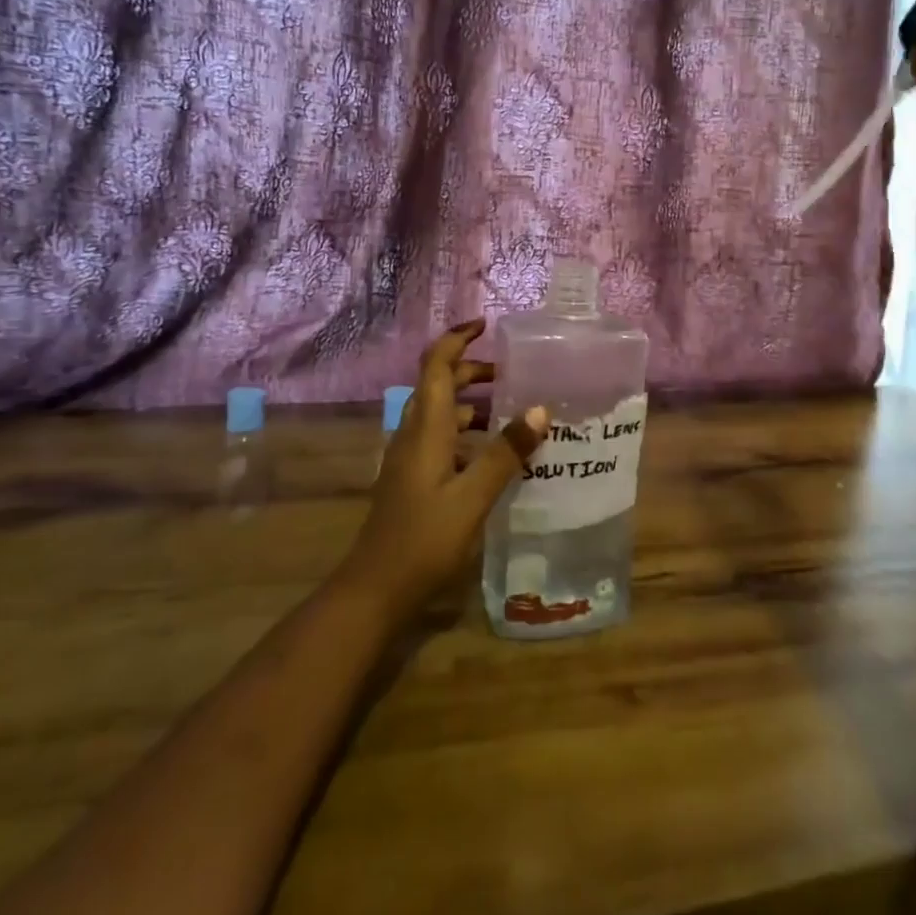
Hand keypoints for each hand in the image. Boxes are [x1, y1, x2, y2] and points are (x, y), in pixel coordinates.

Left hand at [335, 320, 547, 623]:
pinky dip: (469, 435)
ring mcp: (410, 458)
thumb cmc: (424, 538)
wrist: (375, 589)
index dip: (458, 338)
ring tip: (515, 414)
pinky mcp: (413, 479)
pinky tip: (495, 457)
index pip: (437, 364)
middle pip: (441, 385)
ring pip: (443, 414)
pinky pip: (443, 440)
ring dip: (475, 405)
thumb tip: (540, 409)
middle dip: (475, 371)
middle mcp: (414, 433)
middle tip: (514, 375)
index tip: (486, 325)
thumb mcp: (473, 495)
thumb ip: (506, 452)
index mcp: (426, 427)